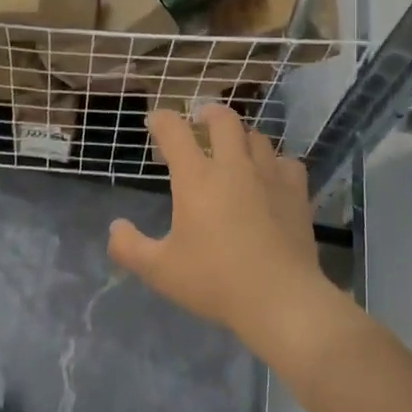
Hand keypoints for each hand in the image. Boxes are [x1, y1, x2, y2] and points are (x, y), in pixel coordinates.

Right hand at [108, 105, 328, 342]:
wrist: (279, 299)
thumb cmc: (214, 281)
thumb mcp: (159, 271)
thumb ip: (129, 247)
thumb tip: (115, 227)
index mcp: (196, 178)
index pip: (175, 131)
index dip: (162, 120)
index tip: (156, 121)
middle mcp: (233, 166)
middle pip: (223, 120)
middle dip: (208, 113)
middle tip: (201, 120)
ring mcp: (269, 176)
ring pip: (257, 137)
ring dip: (242, 137)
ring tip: (235, 148)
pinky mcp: (296, 193)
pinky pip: (287, 162)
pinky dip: (276, 162)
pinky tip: (272, 176)